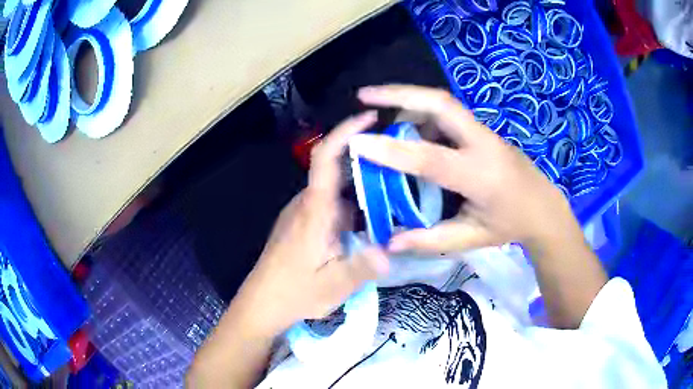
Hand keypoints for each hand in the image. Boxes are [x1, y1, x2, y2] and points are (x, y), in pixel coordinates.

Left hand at [234, 112, 389, 337]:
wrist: (261, 304)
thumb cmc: (294, 293)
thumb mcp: (335, 284)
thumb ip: (365, 265)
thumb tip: (393, 250)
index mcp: (315, 209)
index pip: (326, 157)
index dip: (346, 132)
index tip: (370, 118)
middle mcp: (307, 204)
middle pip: (337, 170)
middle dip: (367, 162)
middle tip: (401, 164)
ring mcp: (302, 214)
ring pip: (337, 192)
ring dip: (362, 190)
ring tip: (395, 196)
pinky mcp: (302, 226)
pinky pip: (331, 207)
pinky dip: (353, 208)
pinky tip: (371, 224)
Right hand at [349, 85, 580, 252]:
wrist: (543, 206)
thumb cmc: (510, 225)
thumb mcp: (472, 239)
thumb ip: (430, 240)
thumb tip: (390, 241)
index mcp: (480, 176)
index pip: (430, 158)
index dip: (391, 150)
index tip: (357, 143)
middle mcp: (482, 144)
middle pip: (440, 103)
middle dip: (399, 94)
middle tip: (364, 95)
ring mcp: (484, 132)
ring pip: (442, 102)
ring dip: (408, 101)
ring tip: (379, 112)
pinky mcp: (482, 129)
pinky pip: (447, 112)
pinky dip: (421, 112)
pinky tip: (408, 126)